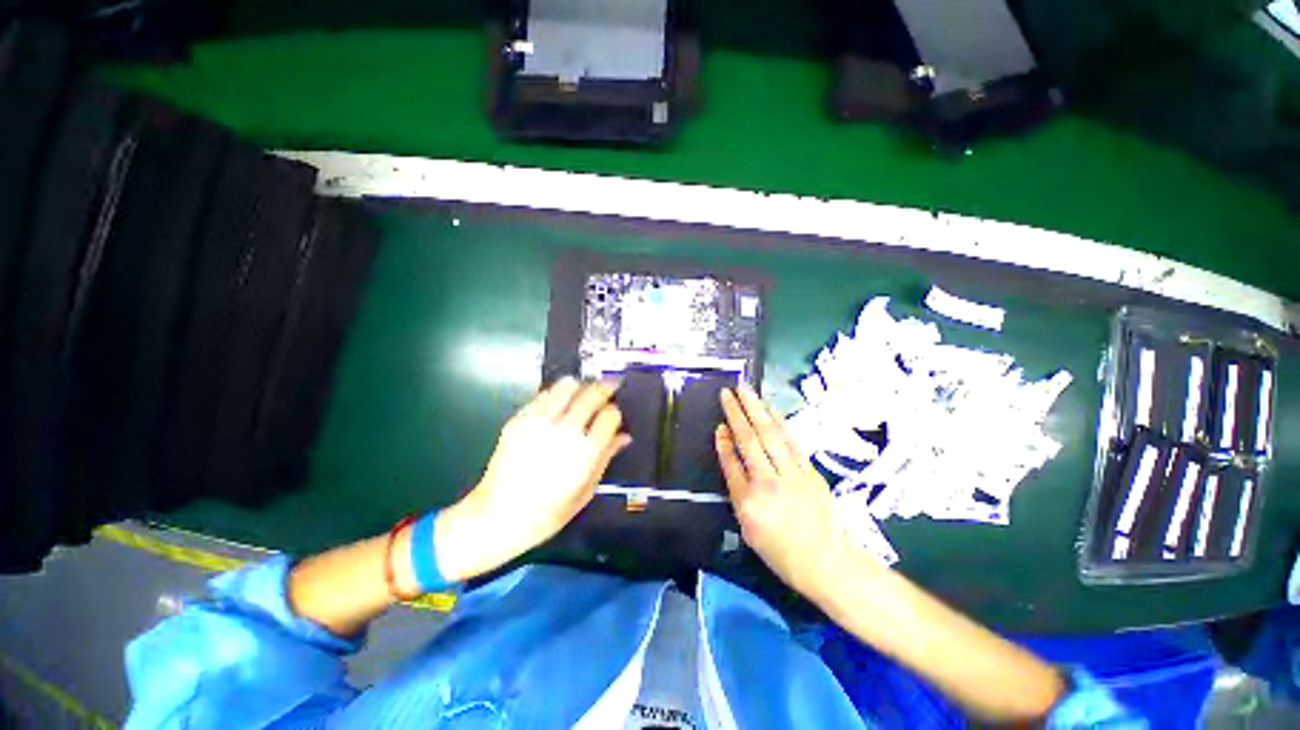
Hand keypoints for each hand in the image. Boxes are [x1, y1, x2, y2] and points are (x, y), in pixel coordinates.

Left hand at [434, 377, 630, 581]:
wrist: (497, 516)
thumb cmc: (548, 513)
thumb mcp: (586, 491)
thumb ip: (606, 457)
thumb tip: (624, 436)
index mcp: (585, 451)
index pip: (611, 415)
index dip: (615, 412)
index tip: (614, 416)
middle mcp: (565, 430)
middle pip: (592, 393)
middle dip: (604, 388)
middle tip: (609, 388)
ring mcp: (540, 421)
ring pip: (567, 386)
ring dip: (580, 387)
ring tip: (582, 394)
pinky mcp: (519, 418)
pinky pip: (544, 394)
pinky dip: (556, 394)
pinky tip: (557, 405)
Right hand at [716, 384, 853, 597]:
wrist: (825, 561)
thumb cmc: (780, 550)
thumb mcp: (747, 528)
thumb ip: (737, 491)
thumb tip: (732, 457)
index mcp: (747, 501)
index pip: (730, 462)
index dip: (723, 441)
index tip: (719, 424)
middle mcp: (767, 483)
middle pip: (749, 440)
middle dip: (737, 413)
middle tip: (728, 392)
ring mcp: (791, 475)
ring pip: (770, 435)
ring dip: (757, 409)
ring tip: (746, 390)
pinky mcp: (809, 471)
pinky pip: (791, 441)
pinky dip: (780, 423)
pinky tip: (771, 410)